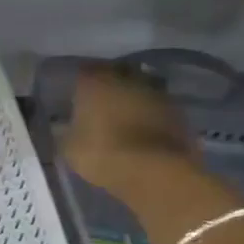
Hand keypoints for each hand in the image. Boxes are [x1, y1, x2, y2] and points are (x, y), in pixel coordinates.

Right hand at [62, 63, 196, 191]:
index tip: (76, 96)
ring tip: (123, 117)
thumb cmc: (102, 154)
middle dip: (109, 84)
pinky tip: (143, 129)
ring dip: (132, 98)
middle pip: (116, 73)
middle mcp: (127, 77)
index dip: (80, 83)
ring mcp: (156, 92)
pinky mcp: (177, 110)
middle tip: (100, 103)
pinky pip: (157, 106)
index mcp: (95, 82)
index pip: (84, 71)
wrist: (155, 171)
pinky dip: (150, 114)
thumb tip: (65, 126)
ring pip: (140, 87)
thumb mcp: (70, 148)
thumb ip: (67, 131)